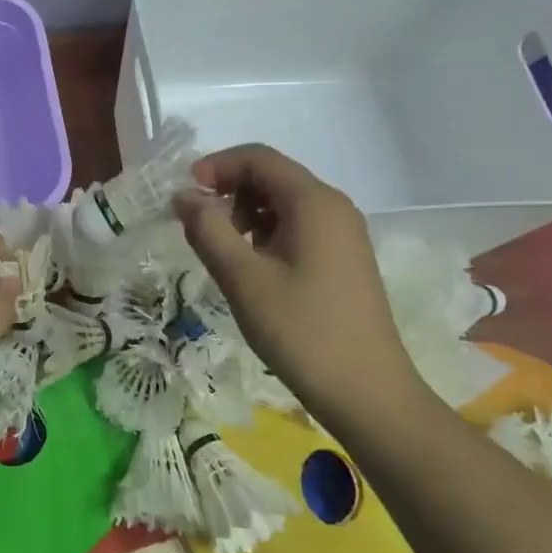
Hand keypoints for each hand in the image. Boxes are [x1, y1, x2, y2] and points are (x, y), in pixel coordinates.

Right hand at [173, 145, 420, 419]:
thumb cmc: (302, 331)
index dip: (216, 166)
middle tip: (199, 226)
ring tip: (223, 251)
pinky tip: (251, 267)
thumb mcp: (243, 279)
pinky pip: (297, 226)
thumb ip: (207, 229)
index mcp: (313, 202)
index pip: (258, 158)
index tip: (184, 194)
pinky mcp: (343, 259)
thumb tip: (183, 195)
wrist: (368, 394)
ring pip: (283, 202)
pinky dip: (265, 233)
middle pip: (272, 176)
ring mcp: (343, 234)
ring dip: (245, 213)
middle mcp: (333, 207)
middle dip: (229, 190)